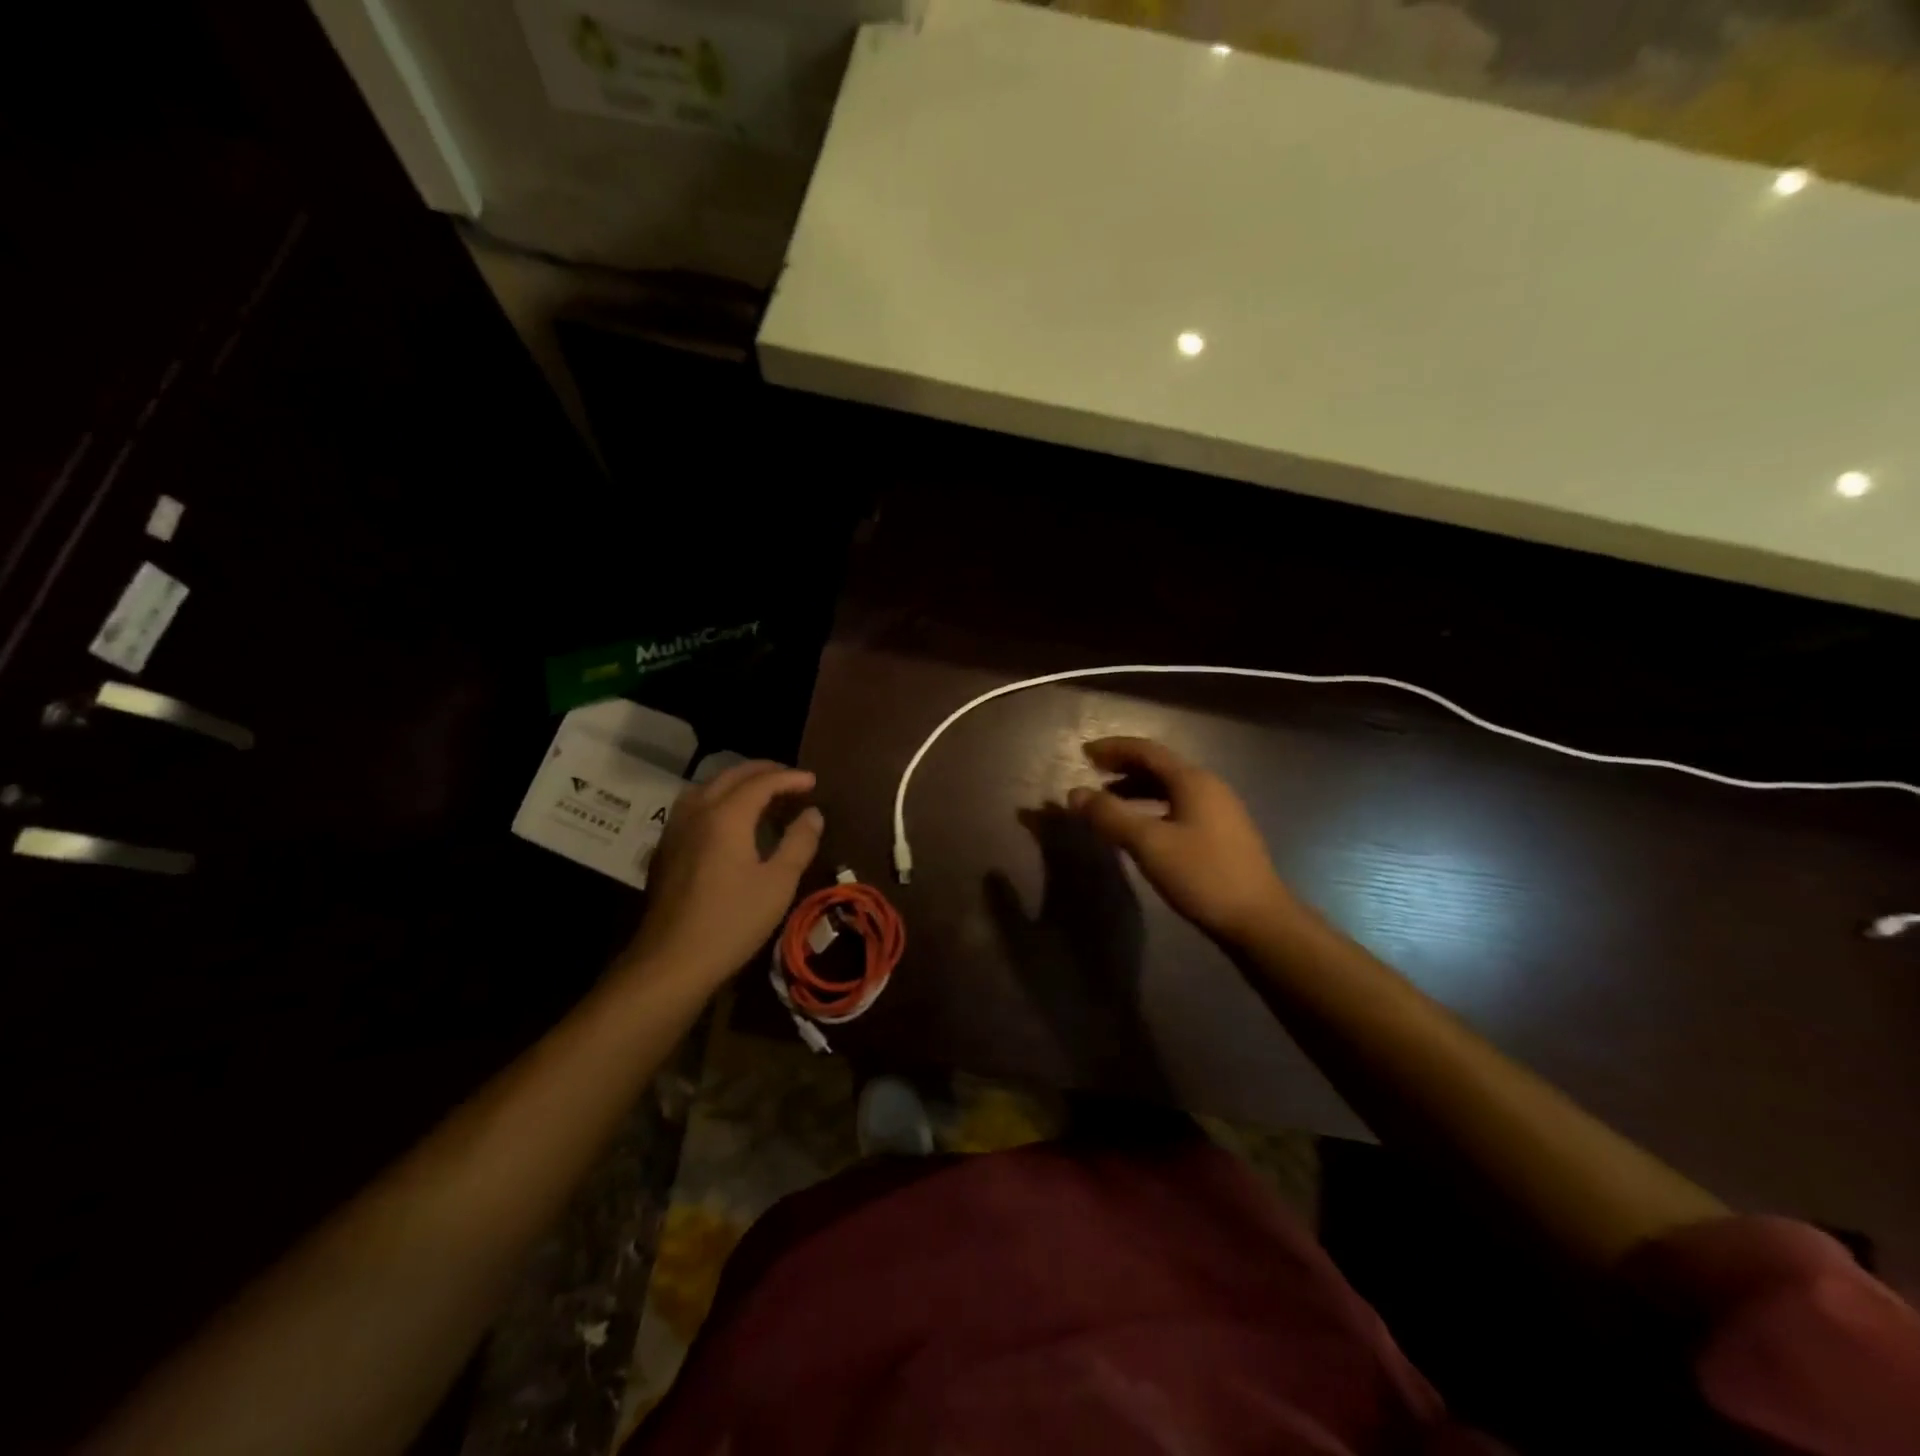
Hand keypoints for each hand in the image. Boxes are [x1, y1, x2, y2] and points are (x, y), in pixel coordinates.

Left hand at [622, 760, 823, 985]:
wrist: (671, 961)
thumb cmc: (732, 921)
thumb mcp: (778, 883)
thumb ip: (798, 843)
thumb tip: (813, 814)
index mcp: (726, 816)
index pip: (762, 782)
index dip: (790, 778)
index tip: (813, 781)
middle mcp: (697, 812)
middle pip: (730, 776)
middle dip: (763, 772)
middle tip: (790, 779)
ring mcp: (675, 830)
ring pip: (707, 788)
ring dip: (736, 783)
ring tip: (760, 794)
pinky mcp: (665, 850)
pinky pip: (693, 808)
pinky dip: (717, 800)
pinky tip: (728, 822)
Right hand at [1067, 737, 1292, 943]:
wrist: (1259, 919)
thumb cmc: (1202, 875)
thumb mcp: (1149, 844)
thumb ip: (1110, 816)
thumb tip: (1075, 794)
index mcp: (1193, 781)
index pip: (1147, 751)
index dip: (1113, 748)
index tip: (1083, 753)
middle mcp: (1209, 787)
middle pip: (1160, 766)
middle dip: (1124, 767)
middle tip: (1093, 773)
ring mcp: (1219, 811)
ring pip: (1170, 788)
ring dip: (1138, 789)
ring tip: (1110, 802)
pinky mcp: (1222, 834)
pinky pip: (1179, 806)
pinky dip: (1153, 807)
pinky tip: (1142, 828)